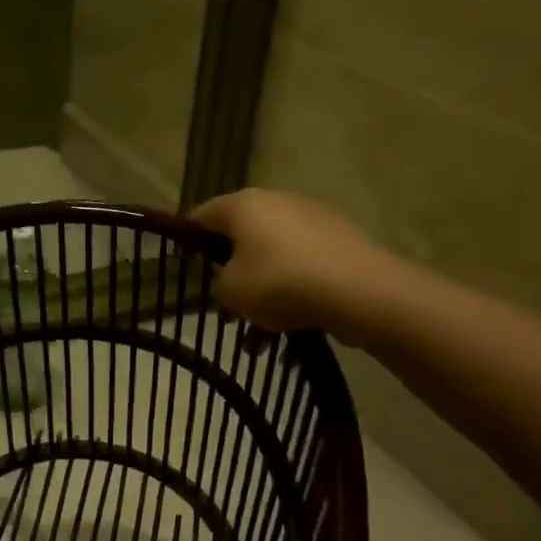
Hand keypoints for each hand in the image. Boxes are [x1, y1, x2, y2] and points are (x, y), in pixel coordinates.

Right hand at [192, 188, 388, 332]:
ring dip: (262, 294)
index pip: (203, 215)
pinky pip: (302, 269)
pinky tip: (290, 333)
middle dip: (231, 274)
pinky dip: (291, 295)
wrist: (358, 290)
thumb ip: (218, 283)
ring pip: (273, 259)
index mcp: (244, 205)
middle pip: (242, 237)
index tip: (182, 265)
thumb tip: (229, 278)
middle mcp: (277, 202)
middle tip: (224, 308)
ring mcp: (312, 220)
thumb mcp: (230, 291)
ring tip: (258, 338)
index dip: (188, 239)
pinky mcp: (339, 242)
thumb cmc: (279, 283)